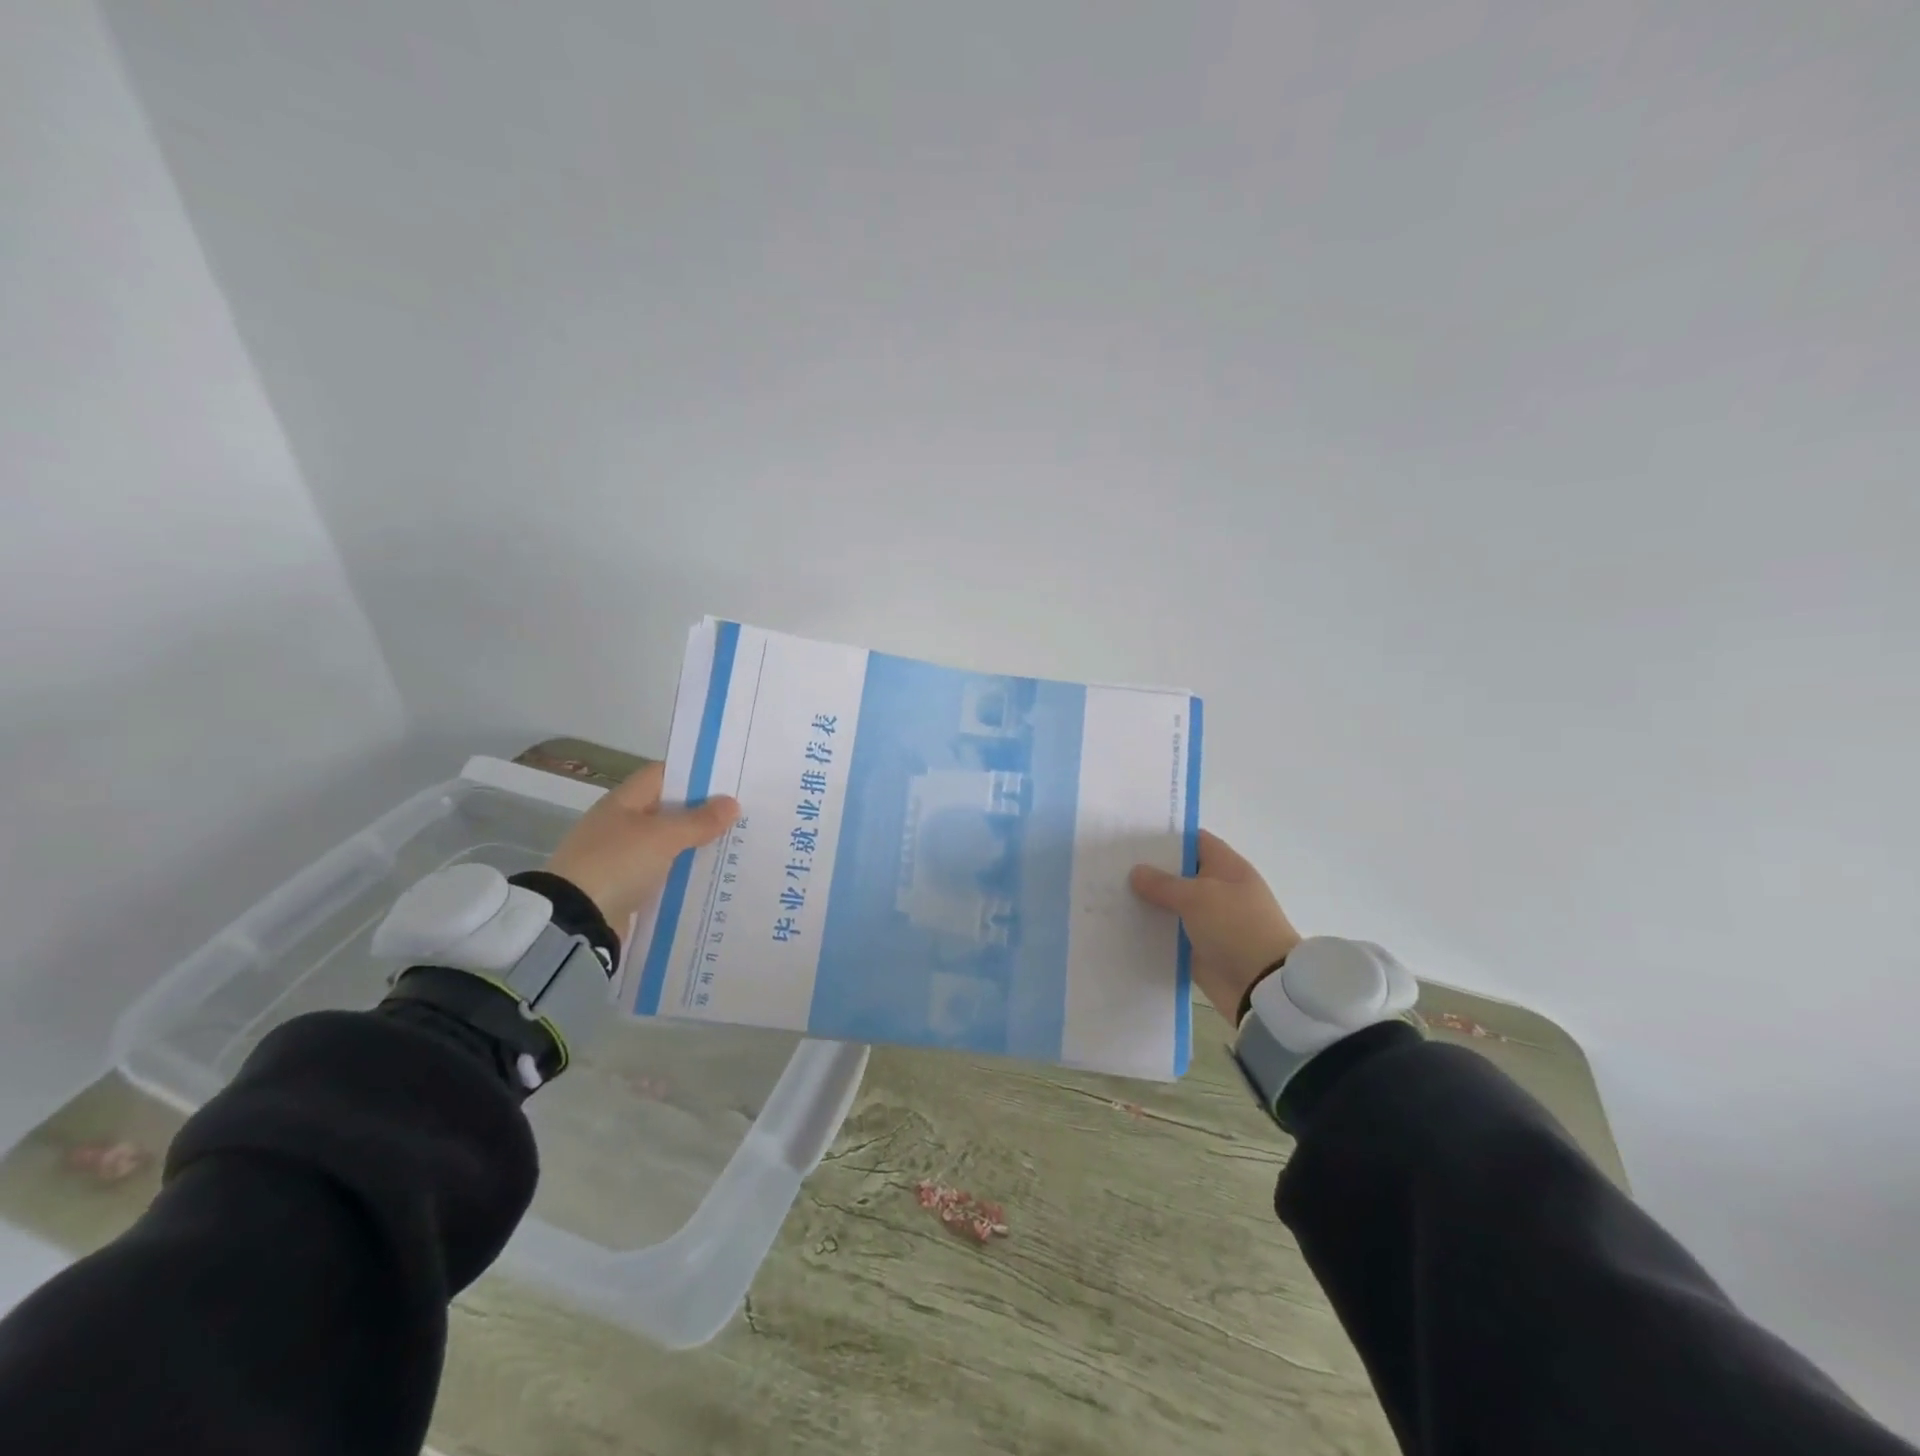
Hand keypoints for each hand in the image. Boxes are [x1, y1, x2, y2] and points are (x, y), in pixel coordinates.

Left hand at [544, 762, 738, 932]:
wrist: (574, 920)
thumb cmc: (618, 863)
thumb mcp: (664, 837)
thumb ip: (699, 821)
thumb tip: (732, 804)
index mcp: (623, 801)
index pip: (662, 774)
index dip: (693, 774)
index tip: (727, 782)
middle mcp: (620, 823)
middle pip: (667, 809)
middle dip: (700, 812)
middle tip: (739, 815)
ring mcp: (619, 855)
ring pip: (665, 841)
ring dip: (693, 843)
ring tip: (731, 844)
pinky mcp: (623, 884)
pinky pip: (660, 870)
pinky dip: (681, 870)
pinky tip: (707, 874)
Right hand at [1129, 830, 1301, 1023]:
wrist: (1262, 986)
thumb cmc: (1236, 927)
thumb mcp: (1197, 897)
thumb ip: (1163, 883)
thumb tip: (1136, 871)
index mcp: (1226, 867)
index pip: (1194, 841)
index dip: (1166, 837)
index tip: (1132, 837)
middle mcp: (1218, 890)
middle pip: (1179, 873)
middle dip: (1149, 870)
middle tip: (1111, 864)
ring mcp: (1208, 920)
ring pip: (1171, 905)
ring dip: (1147, 902)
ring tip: (1109, 894)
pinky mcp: (1198, 948)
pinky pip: (1169, 934)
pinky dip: (1151, 931)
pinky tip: (1121, 925)